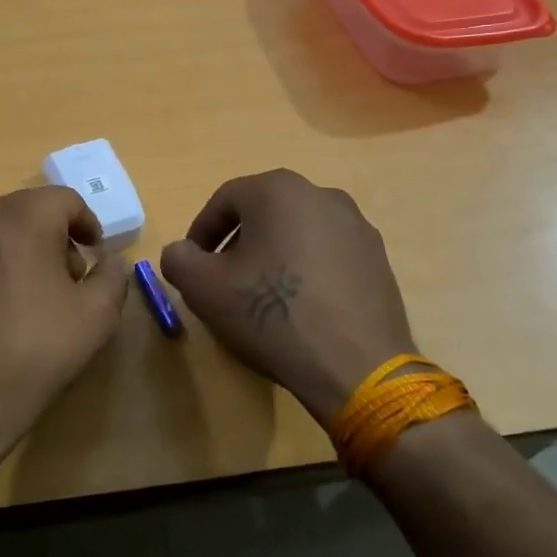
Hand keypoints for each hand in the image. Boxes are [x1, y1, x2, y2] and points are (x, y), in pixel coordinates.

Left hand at [0, 186, 131, 474]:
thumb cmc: (33, 352)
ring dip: (23, 249)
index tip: (96, 256)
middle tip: (69, 282)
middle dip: (56, 238)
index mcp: (22, 216)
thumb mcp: (95, 317)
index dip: (88, 225)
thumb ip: (112, 276)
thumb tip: (110, 260)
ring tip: (33, 297)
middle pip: (31, 211)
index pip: (66, 200)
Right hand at [159, 170, 417, 425]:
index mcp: (278, 190)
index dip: (202, 232)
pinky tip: (301, 308)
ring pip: (297, 232)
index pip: (224, 201)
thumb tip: (182, 252)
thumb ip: (178, 258)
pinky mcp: (379, 259)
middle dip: (238, 243)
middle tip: (224, 281)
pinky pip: (328, 254)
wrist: (356, 366)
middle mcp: (321, 195)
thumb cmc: (271, 314)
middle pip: (264, 213)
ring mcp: (357, 226)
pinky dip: (307, 271)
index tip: (194, 265)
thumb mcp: (203, 287)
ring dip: (273, 256)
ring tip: (263, 297)